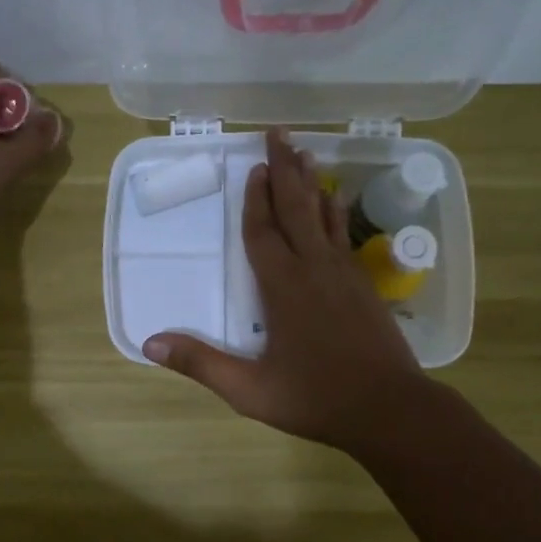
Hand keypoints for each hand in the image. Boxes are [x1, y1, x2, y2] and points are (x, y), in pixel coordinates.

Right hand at [143, 128, 421, 452]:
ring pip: (323, 216)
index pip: (262, 232)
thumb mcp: (249, 389)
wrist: (390, 409)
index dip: (254, 200)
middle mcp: (314, 269)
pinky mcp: (363, 286)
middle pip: (295, 208)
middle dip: (284, 169)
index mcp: (282, 288)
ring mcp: (343, 274)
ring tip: (305, 151)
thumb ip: (201, 364)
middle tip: (278, 132)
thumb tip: (150, 343)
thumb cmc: (316, 398)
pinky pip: (343, 235)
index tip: (253, 167)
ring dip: (311, 182)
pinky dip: (336, 212)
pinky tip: (337, 200)